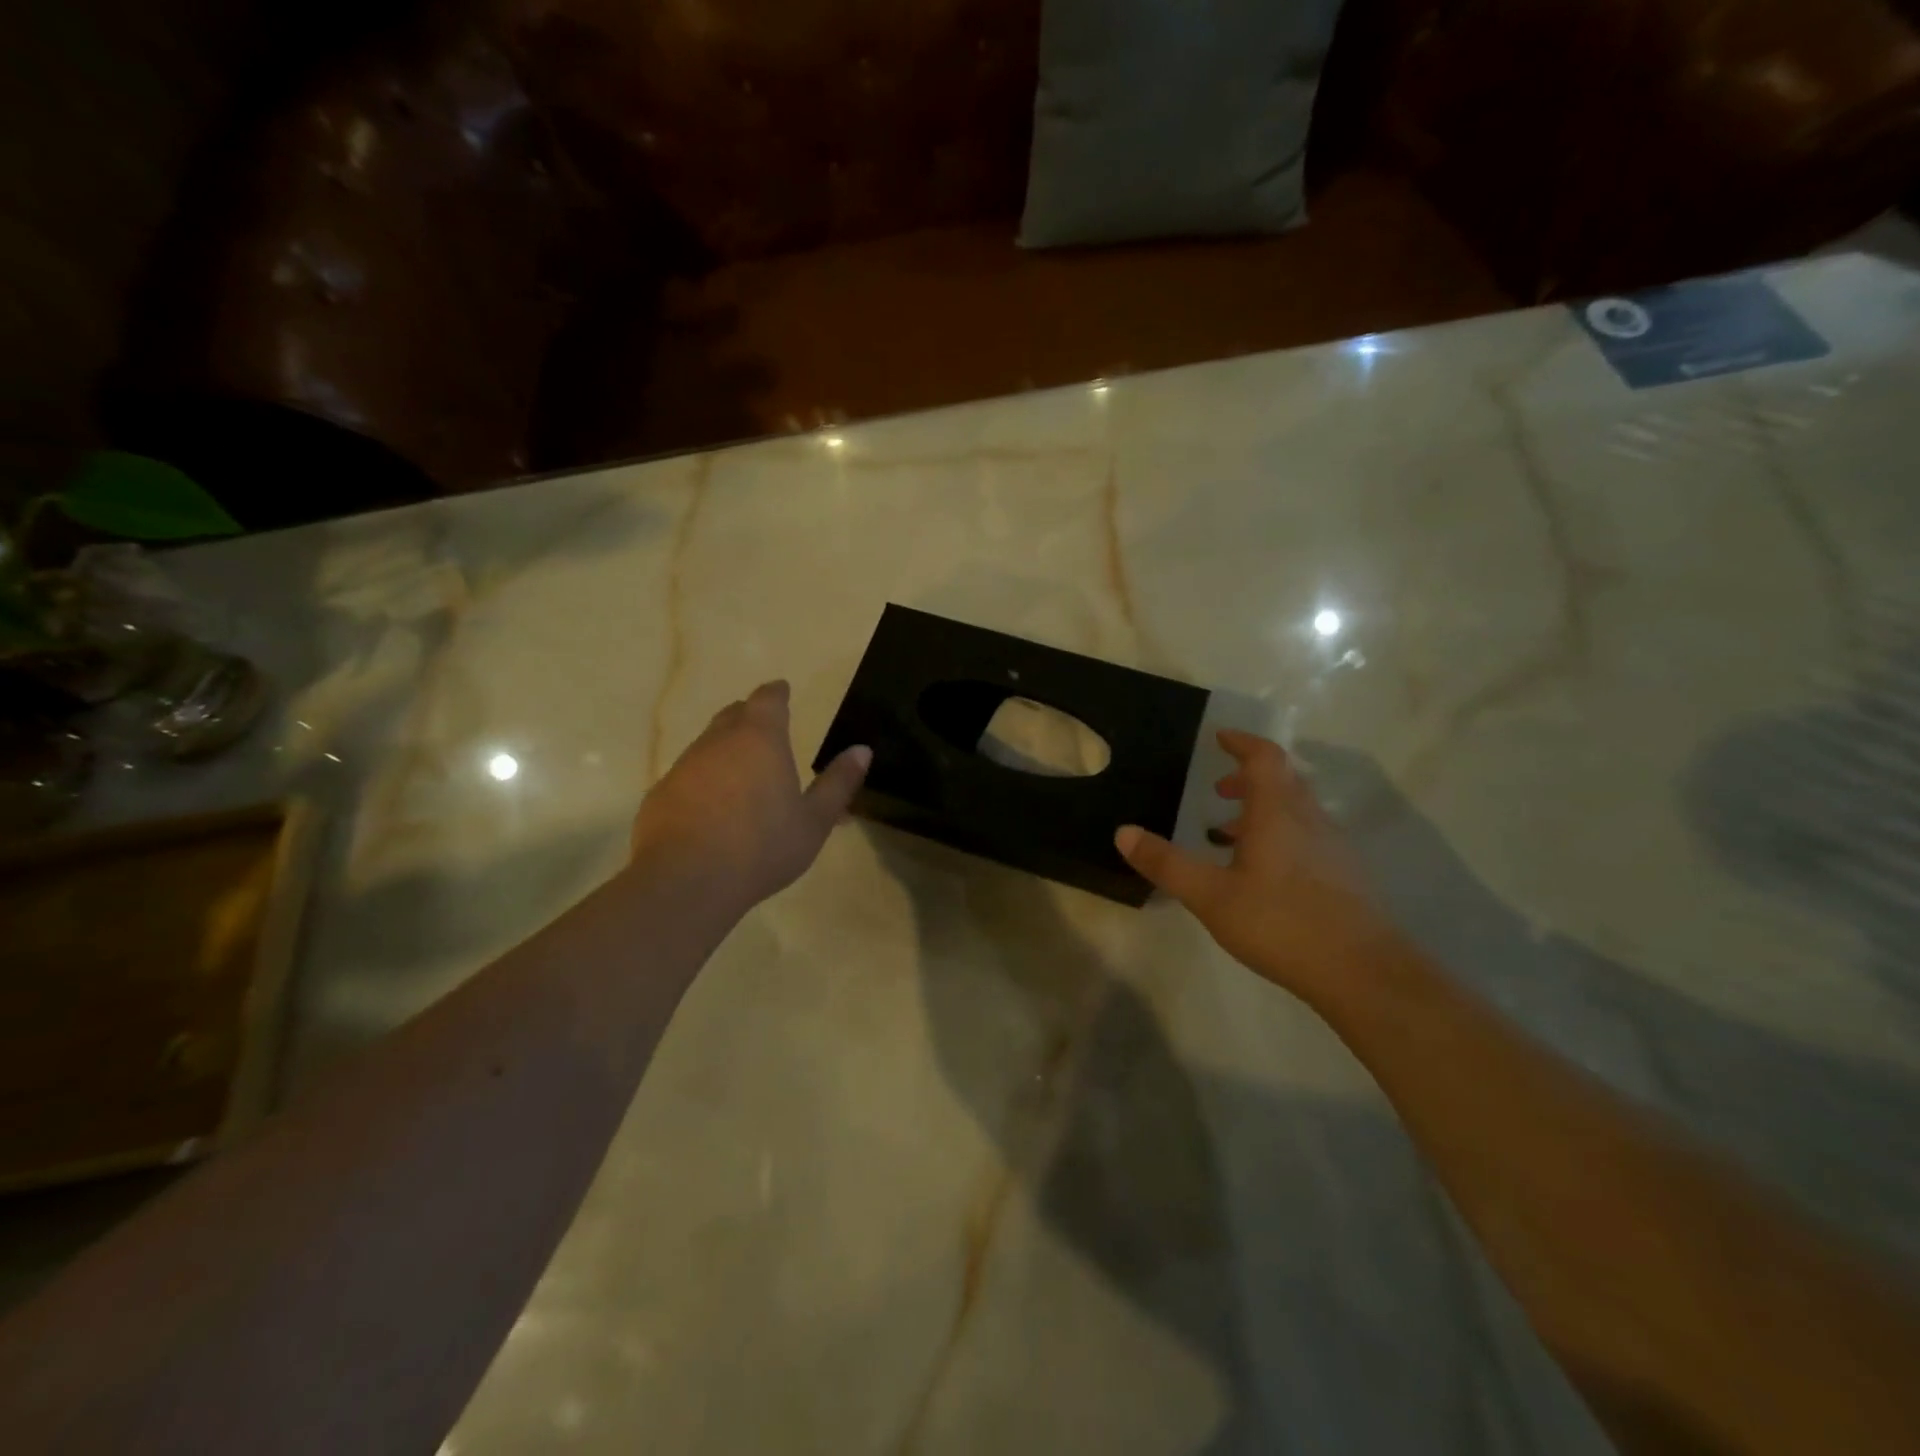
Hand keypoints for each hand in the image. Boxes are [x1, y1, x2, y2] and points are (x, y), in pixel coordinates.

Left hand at [631, 681, 870, 910]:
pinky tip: (713, 808)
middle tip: (766, 729)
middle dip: (750, 715)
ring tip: (743, 773)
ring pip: (708, 745)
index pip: (768, 700)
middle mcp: (718, 742)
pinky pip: (688, 776)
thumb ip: (838, 783)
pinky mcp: (660, 794)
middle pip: (733, 715)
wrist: (686, 882)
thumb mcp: (814, 821)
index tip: (783, 690)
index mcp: (760, 739)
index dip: (777, 693)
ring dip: (726, 750)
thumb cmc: (762, 847)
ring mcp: (684, 767)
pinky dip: (704, 781)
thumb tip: (862, 750)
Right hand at [1115, 730, 1401, 998]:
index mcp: (1278, 813)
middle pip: (1284, 780)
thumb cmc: (1280, 923)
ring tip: (1230, 835)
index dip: (1242, 742)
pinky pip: (1308, 836)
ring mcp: (1333, 848)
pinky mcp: (1345, 875)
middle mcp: (1310, 820)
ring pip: (1297, 811)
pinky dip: (1281, 835)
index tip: (1220, 738)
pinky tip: (1263, 874)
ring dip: (1264, 810)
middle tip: (1218, 790)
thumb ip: (1166, 863)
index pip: (1264, 758)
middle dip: (1249, 778)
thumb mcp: (1210, 896)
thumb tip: (1123, 832)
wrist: (1363, 972)